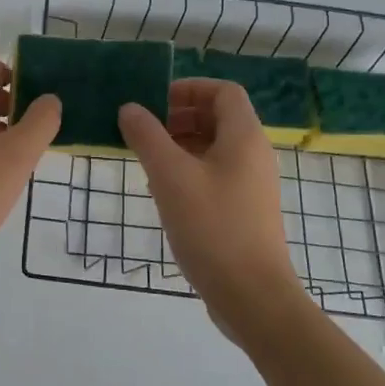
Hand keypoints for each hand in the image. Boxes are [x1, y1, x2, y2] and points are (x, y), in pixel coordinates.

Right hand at [118, 80, 304, 342]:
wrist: (252, 297)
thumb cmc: (212, 227)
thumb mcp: (170, 177)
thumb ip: (147, 136)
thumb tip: (130, 108)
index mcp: (244, 137)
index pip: (223, 91)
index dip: (189, 88)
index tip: (154, 102)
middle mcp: (254, 155)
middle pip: (218, 118)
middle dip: (179, 117)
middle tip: (144, 131)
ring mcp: (252, 185)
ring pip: (214, 148)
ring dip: (180, 145)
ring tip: (147, 161)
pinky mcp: (245, 211)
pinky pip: (216, 175)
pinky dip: (189, 171)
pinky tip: (163, 192)